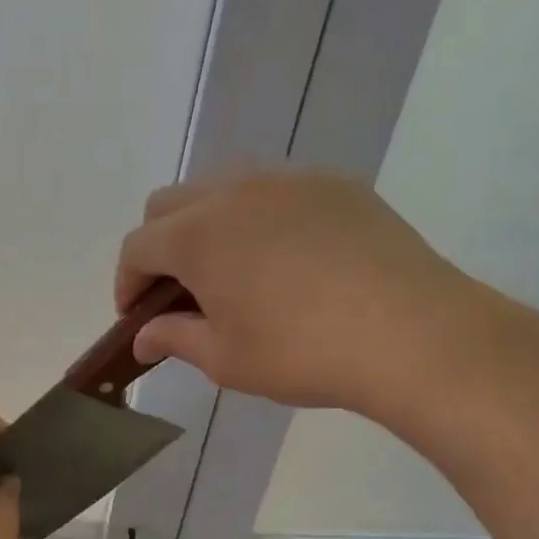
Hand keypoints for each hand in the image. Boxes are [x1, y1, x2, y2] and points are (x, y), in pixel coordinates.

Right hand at [115, 168, 503, 422]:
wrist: (410, 333)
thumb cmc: (301, 353)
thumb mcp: (226, 359)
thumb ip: (174, 339)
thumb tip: (142, 337)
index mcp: (197, 234)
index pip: (137, 247)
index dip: (127, 283)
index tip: (137, 318)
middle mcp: (234, 191)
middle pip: (170, 205)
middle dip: (159, 247)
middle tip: (178, 295)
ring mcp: (288, 180)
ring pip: (222, 189)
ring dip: (206, 226)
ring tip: (231, 274)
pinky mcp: (334, 185)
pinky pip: (275, 191)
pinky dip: (258, 219)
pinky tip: (285, 261)